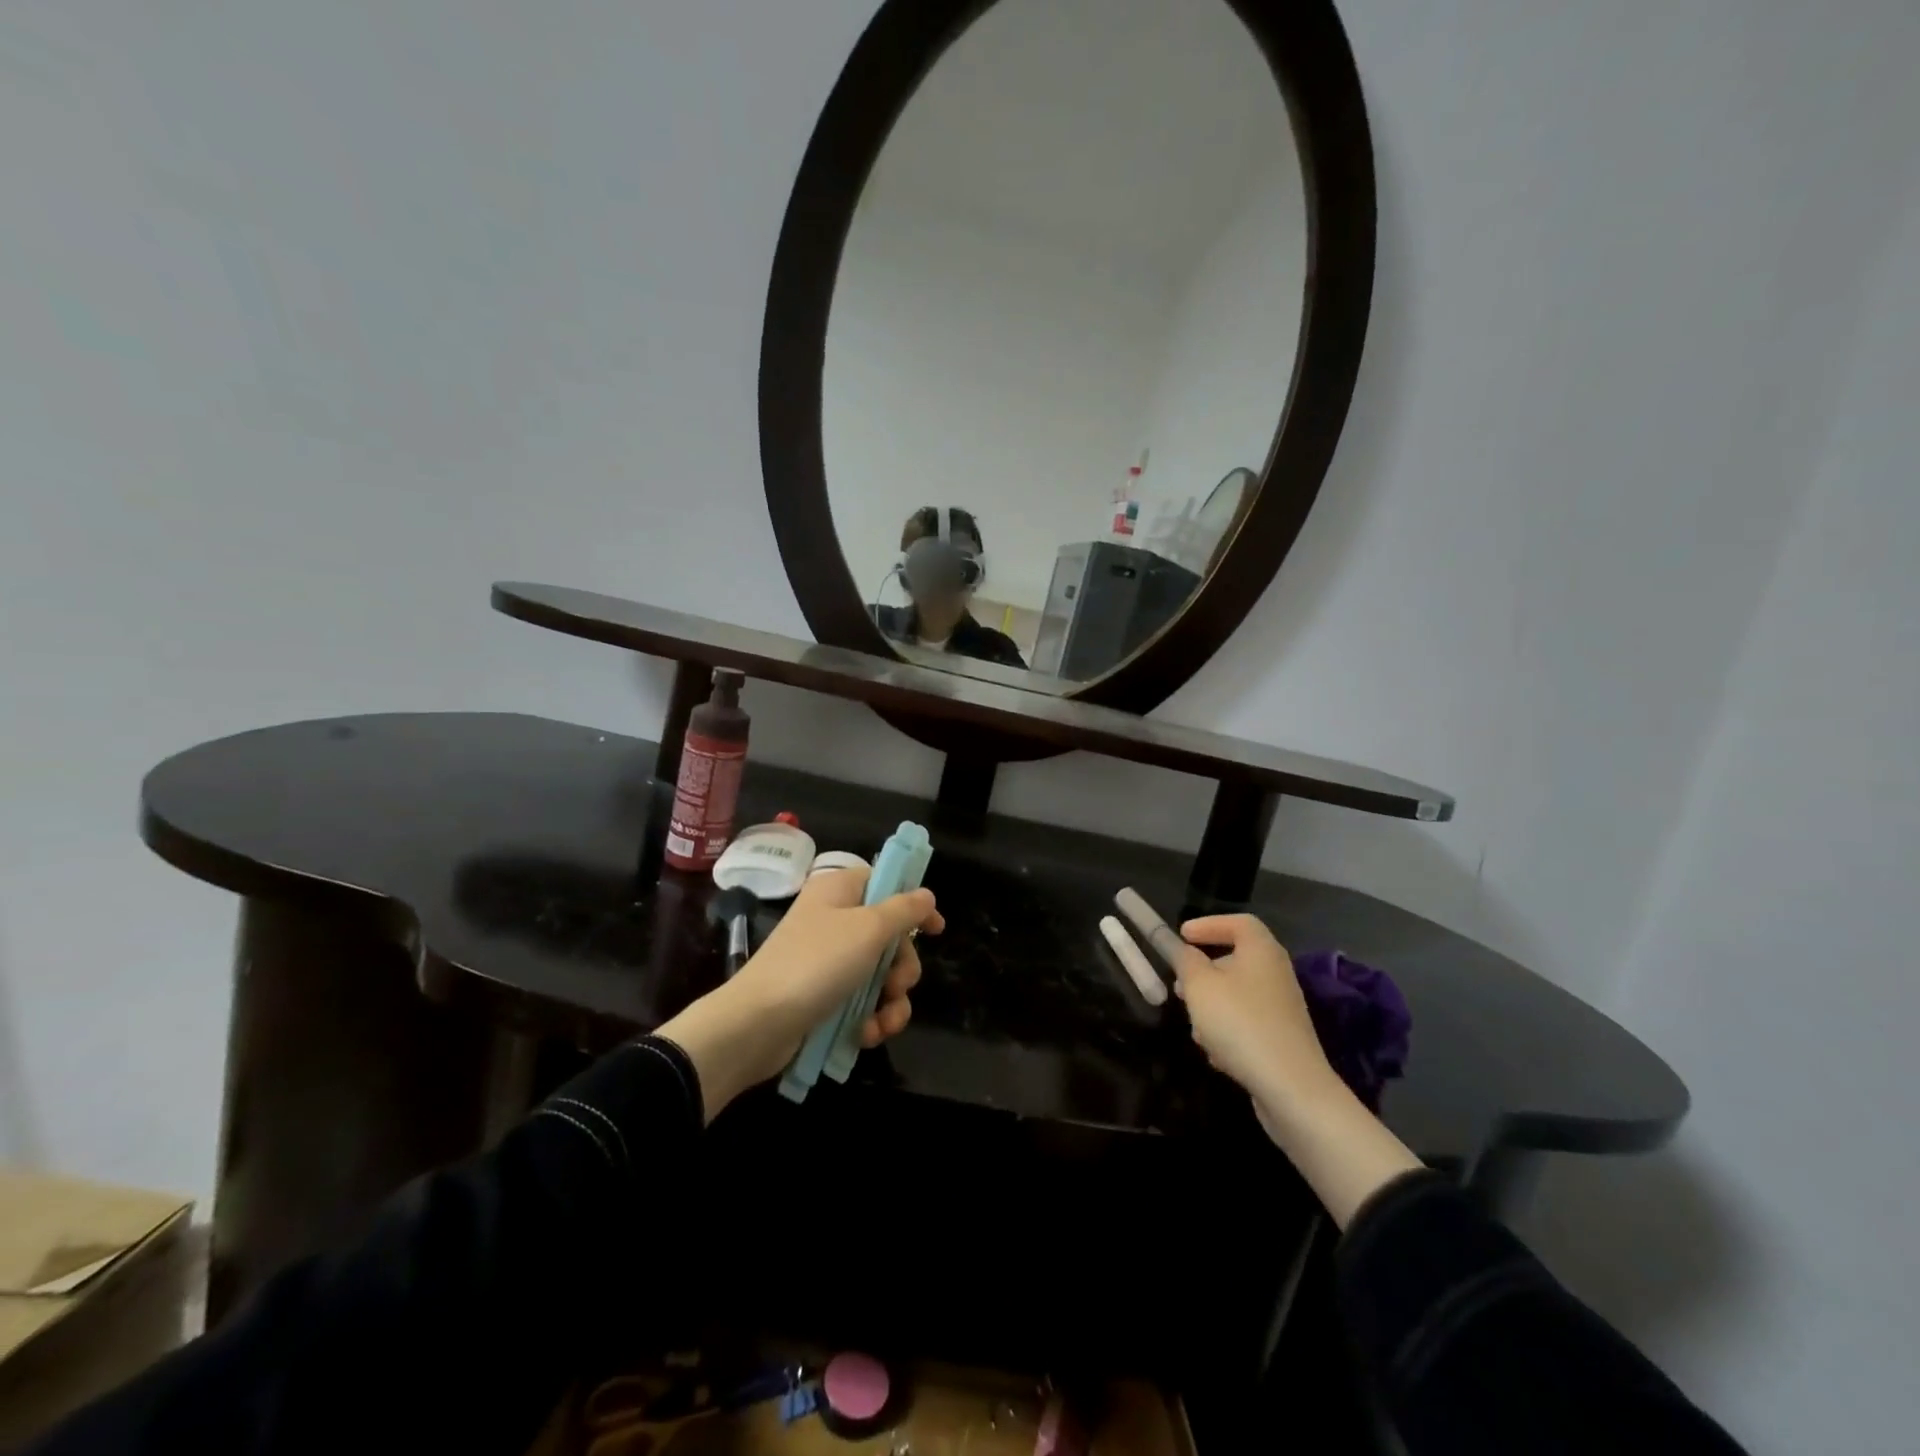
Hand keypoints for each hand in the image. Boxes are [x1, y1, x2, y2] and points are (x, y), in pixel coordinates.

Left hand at [655, 866, 941, 1119]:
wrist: (757, 1024)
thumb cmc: (816, 964)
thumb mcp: (868, 929)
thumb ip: (903, 910)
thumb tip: (926, 895)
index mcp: (839, 892)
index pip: (884, 883)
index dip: (913, 904)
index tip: (935, 929)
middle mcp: (834, 921)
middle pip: (889, 935)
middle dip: (903, 966)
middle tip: (898, 984)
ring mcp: (828, 961)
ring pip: (880, 974)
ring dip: (891, 1000)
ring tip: (885, 1021)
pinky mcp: (823, 997)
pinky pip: (861, 1001)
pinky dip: (870, 1018)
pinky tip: (867, 1034)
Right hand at [1174, 914, 1334, 1106]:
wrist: (1291, 1088)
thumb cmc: (1240, 1022)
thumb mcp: (1199, 985)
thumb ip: (1186, 961)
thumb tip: (1185, 952)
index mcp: (1262, 951)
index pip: (1239, 922)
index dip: (1209, 924)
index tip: (1182, 936)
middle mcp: (1276, 974)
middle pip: (1236, 960)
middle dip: (1203, 972)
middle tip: (1179, 984)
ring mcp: (1281, 1008)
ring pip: (1237, 995)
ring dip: (1211, 1006)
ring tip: (1194, 1026)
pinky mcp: (1281, 1039)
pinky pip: (1246, 1023)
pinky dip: (1227, 1031)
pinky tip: (1215, 1053)